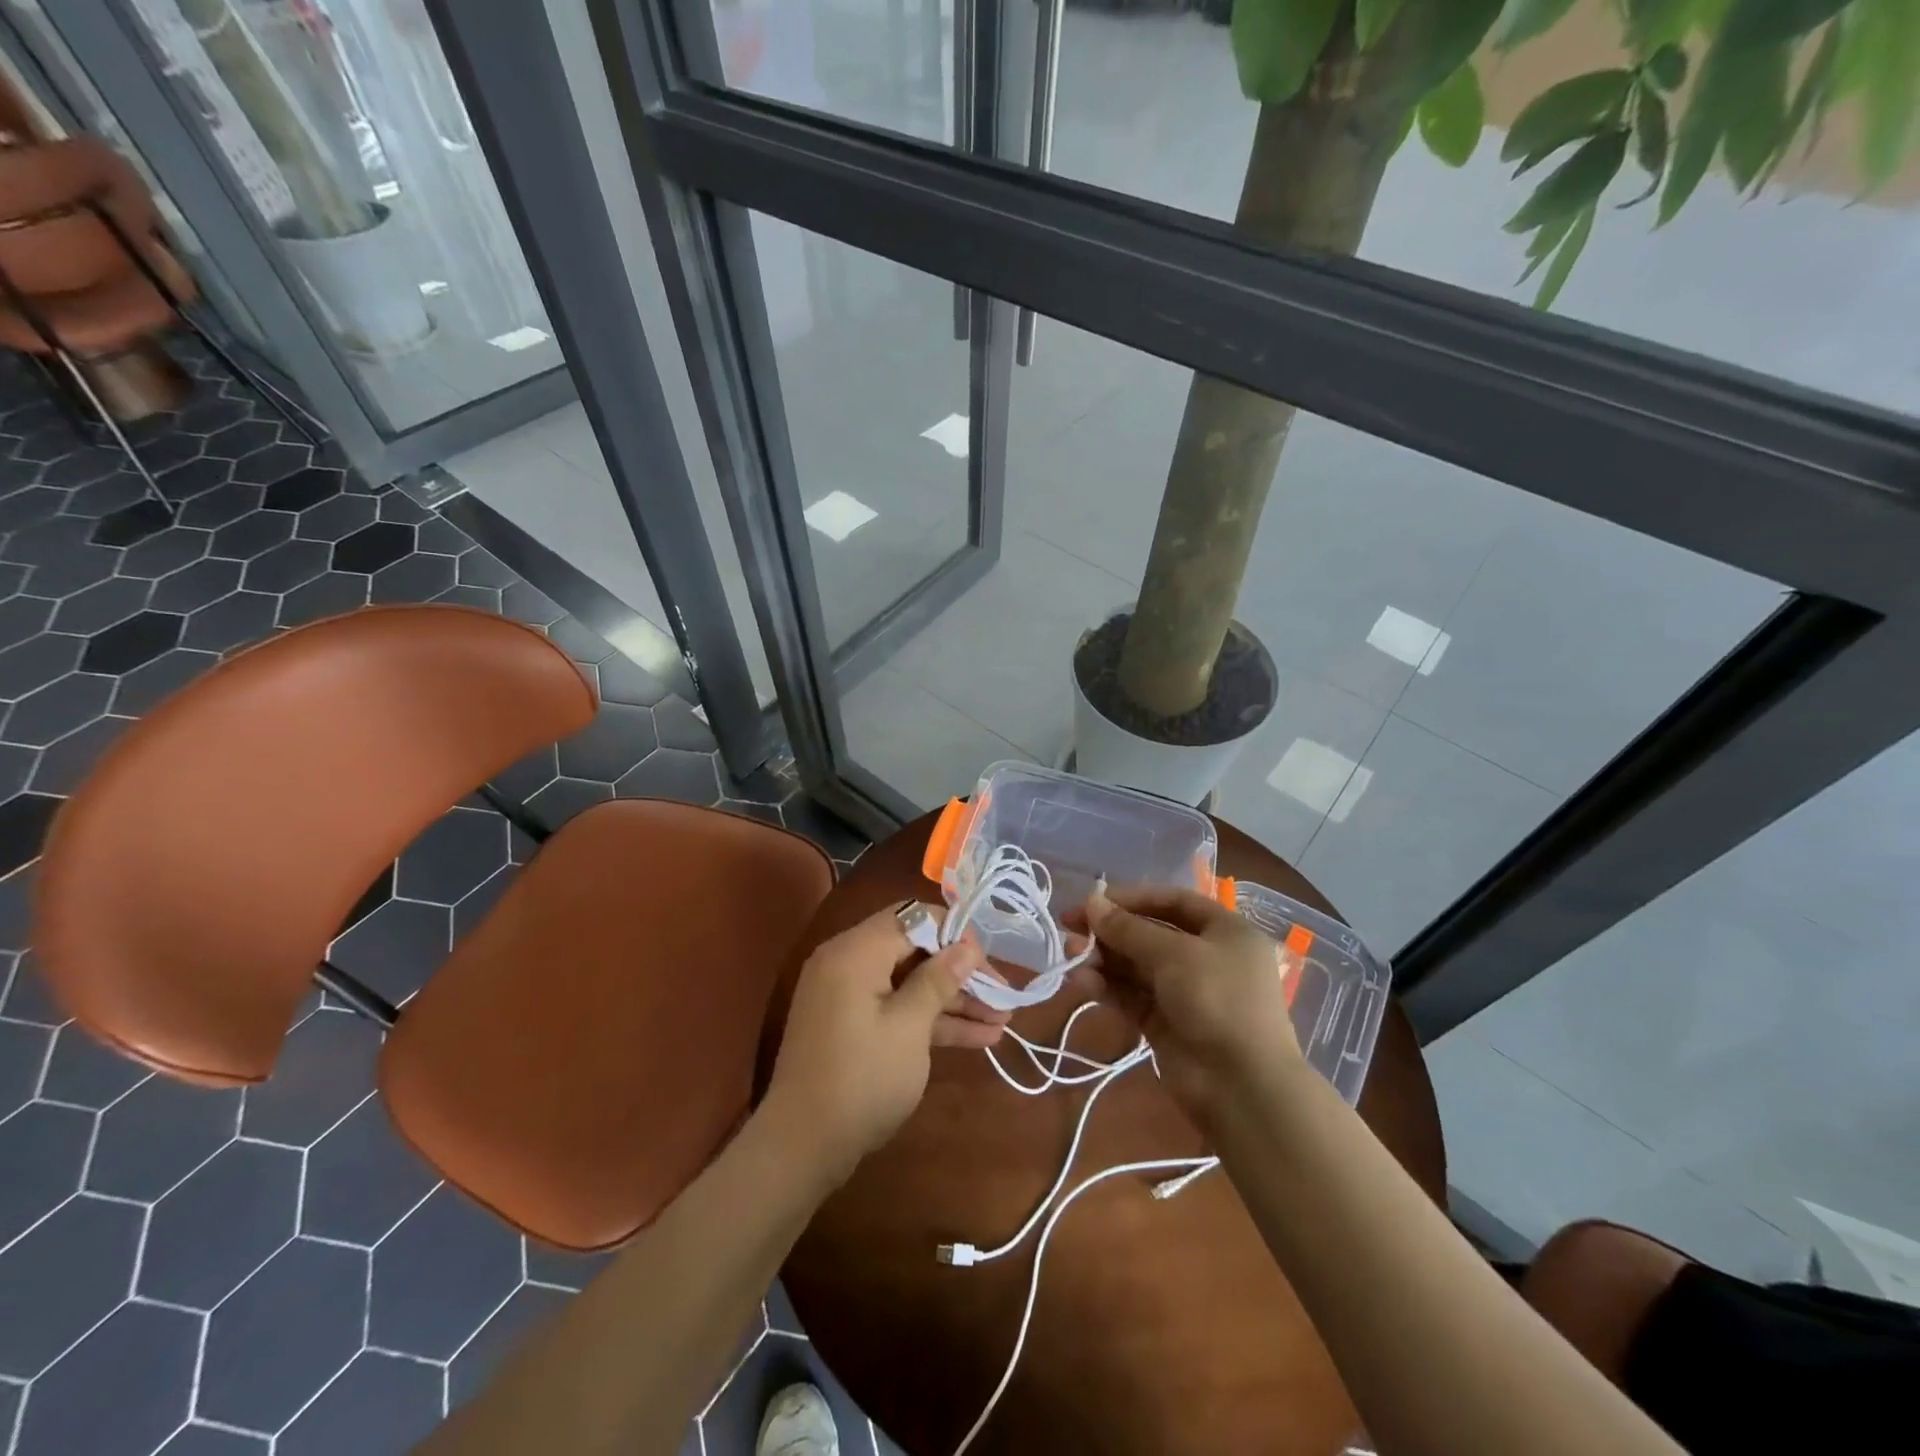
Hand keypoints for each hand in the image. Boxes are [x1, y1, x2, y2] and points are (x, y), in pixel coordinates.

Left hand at [764, 903, 1002, 1182]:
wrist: (801, 1147)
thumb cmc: (861, 1079)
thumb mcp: (909, 1027)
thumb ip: (939, 980)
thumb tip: (968, 945)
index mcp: (855, 951)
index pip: (912, 918)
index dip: (954, 934)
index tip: (987, 960)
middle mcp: (848, 962)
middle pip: (914, 950)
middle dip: (960, 973)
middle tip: (1002, 994)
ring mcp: (848, 996)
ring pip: (909, 983)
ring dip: (953, 1000)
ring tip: (1003, 1020)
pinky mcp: (853, 1025)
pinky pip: (897, 1008)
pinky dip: (930, 1020)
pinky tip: (980, 1038)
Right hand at [1080, 885, 1301, 1128]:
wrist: (1242, 1088)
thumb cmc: (1218, 1000)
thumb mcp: (1174, 954)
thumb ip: (1128, 929)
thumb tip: (1090, 902)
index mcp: (1224, 931)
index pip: (1173, 902)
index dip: (1132, 898)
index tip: (1093, 900)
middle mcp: (1206, 958)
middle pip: (1150, 933)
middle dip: (1110, 930)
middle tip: (1068, 926)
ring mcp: (1185, 993)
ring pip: (1136, 966)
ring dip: (1103, 958)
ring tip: (1070, 953)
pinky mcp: (1166, 1024)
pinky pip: (1132, 996)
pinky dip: (1108, 987)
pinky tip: (1081, 981)